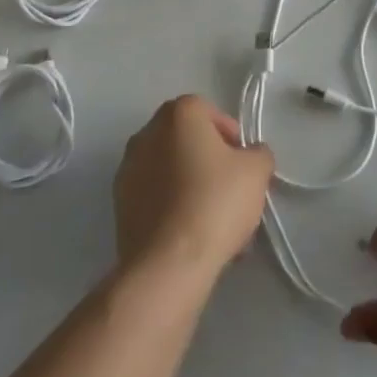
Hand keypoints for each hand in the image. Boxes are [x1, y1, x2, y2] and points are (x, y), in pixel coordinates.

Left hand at [114, 95, 273, 284]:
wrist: (167, 264)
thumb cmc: (215, 202)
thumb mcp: (256, 172)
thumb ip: (258, 153)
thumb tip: (251, 154)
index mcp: (179, 113)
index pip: (210, 113)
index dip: (232, 138)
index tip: (243, 166)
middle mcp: (147, 132)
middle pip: (187, 141)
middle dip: (209, 161)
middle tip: (230, 191)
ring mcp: (128, 168)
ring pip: (170, 170)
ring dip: (189, 185)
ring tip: (212, 221)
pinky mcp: (118, 204)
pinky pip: (154, 196)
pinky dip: (170, 207)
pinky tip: (189, 235)